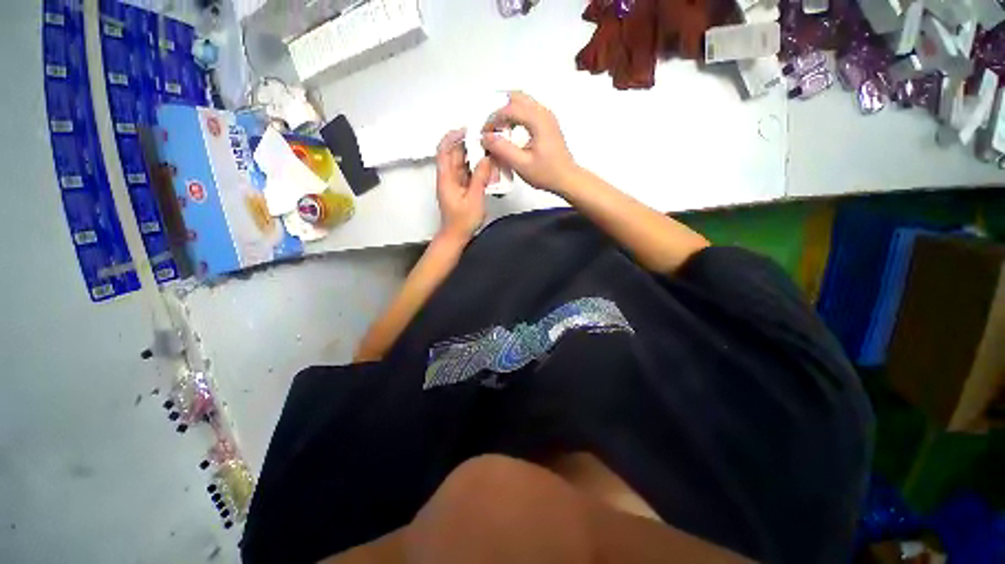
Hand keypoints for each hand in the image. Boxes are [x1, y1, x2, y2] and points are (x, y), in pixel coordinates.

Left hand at [436, 129, 494, 241]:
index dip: (453, 137)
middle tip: (485, 141)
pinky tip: (488, 168)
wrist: (456, 236)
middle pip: (454, 154)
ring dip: (474, 157)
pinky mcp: (461, 189)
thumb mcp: (474, 199)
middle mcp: (448, 177)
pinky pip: (468, 173)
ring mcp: (454, 183)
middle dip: (467, 145)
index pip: (444, 150)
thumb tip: (487, 158)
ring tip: (489, 152)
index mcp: (446, 178)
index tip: (467, 130)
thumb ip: (480, 177)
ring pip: (462, 163)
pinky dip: (476, 168)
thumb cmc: (462, 221)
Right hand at [481, 92, 578, 194]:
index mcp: (537, 119)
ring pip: (522, 102)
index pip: (508, 109)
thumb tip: (485, 137)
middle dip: (499, 111)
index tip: (485, 135)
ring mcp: (547, 116)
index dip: (493, 120)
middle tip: (491, 129)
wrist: (567, 179)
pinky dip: (516, 116)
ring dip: (507, 112)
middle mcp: (543, 112)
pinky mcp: (547, 123)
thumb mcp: (521, 164)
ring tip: (499, 131)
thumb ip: (502, 149)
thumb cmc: (546, 173)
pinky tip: (511, 132)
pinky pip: (528, 110)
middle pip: (516, 98)